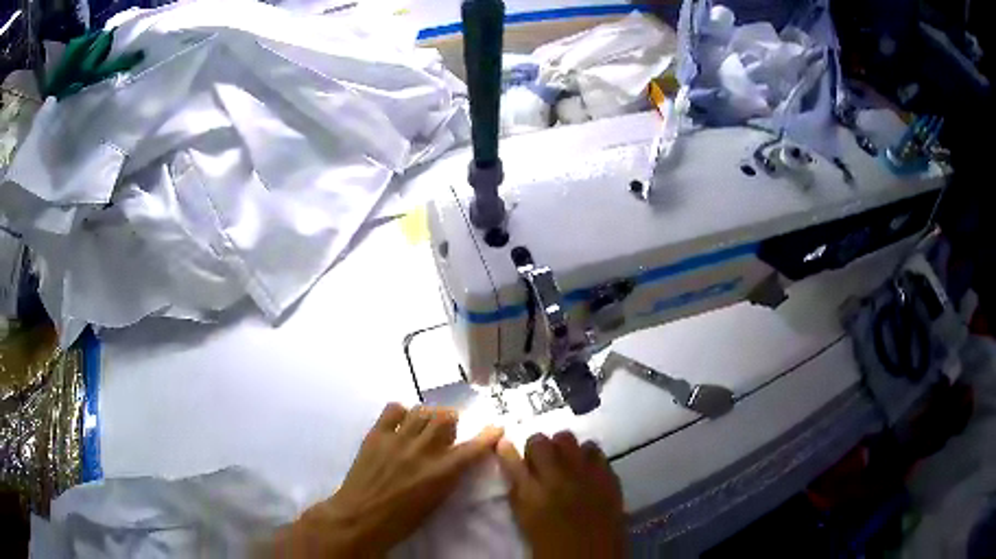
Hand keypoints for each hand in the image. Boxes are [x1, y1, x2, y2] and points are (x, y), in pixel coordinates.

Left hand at [273, 403, 502, 556]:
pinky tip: (401, 424)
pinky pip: (393, 409)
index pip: (473, 447)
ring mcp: (397, 439)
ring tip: (424, 426)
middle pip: (445, 417)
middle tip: (447, 430)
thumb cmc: (401, 520)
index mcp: (441, 473)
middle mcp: (422, 451)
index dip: (488, 435)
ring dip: (428, 416)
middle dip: (452, 420)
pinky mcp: (376, 434)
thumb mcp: (435, 502)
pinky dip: (402, 413)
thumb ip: (448, 476)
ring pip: (422, 410)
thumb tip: (455, 459)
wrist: (360, 517)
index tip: (496, 427)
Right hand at [497, 432, 625, 557]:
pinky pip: (594, 450)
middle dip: (536, 447)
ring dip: (562, 447)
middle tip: (539, 458)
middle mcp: (556, 479)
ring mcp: (585, 475)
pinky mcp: (608, 477)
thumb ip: (520, 496)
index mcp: (531, 496)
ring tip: (564, 460)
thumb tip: (517, 473)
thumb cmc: (553, 547)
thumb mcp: (526, 522)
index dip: (507, 449)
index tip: (506, 445)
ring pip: (568, 439)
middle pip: (540, 442)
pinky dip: (587, 455)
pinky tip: (585, 467)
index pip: (511, 458)